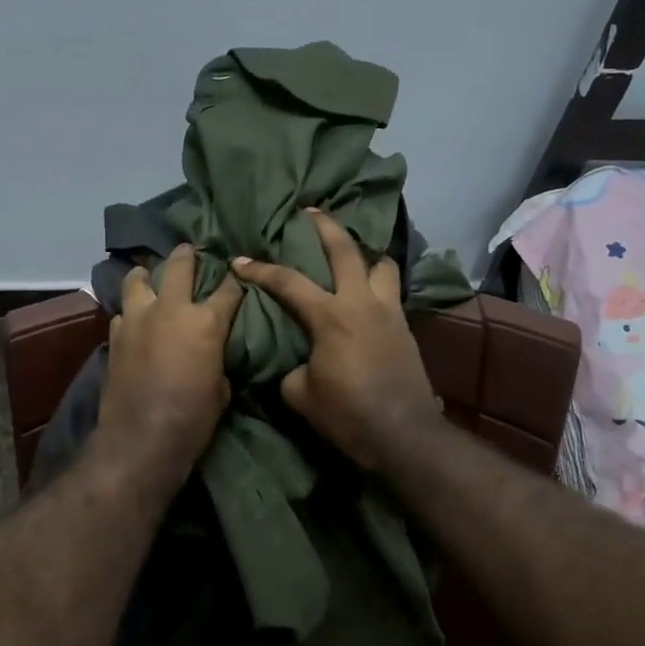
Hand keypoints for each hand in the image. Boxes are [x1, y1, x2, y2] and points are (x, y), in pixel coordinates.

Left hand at [94, 243, 243, 493]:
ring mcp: (138, 320)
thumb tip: (212, 354)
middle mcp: (170, 310)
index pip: (228, 289)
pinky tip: (134, 320)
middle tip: (190, 250)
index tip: (238, 273)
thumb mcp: (221, 389)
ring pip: (137, 279)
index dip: (236, 280)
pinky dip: (130, 312)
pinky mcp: (115, 336)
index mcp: (205, 322)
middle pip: (178, 265)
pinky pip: (122, 312)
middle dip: (187, 254)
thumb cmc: (193, 419)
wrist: (141, 439)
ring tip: (149, 276)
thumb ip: (217, 359)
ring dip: (146, 275)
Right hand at [233, 209, 441, 473]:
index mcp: (331, 316)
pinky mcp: (405, 327)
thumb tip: (299, 361)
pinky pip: (392, 290)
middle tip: (310, 210)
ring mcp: (389, 311)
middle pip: (345, 249)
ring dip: (365, 253)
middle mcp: (362, 302)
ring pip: (382, 263)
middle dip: (324, 225)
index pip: (288, 282)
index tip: (239, 260)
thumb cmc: (348, 416)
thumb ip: (292, 367)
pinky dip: (379, 281)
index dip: (260, 270)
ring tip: (353, 255)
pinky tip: (369, 293)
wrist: (404, 435)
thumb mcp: (300, 395)